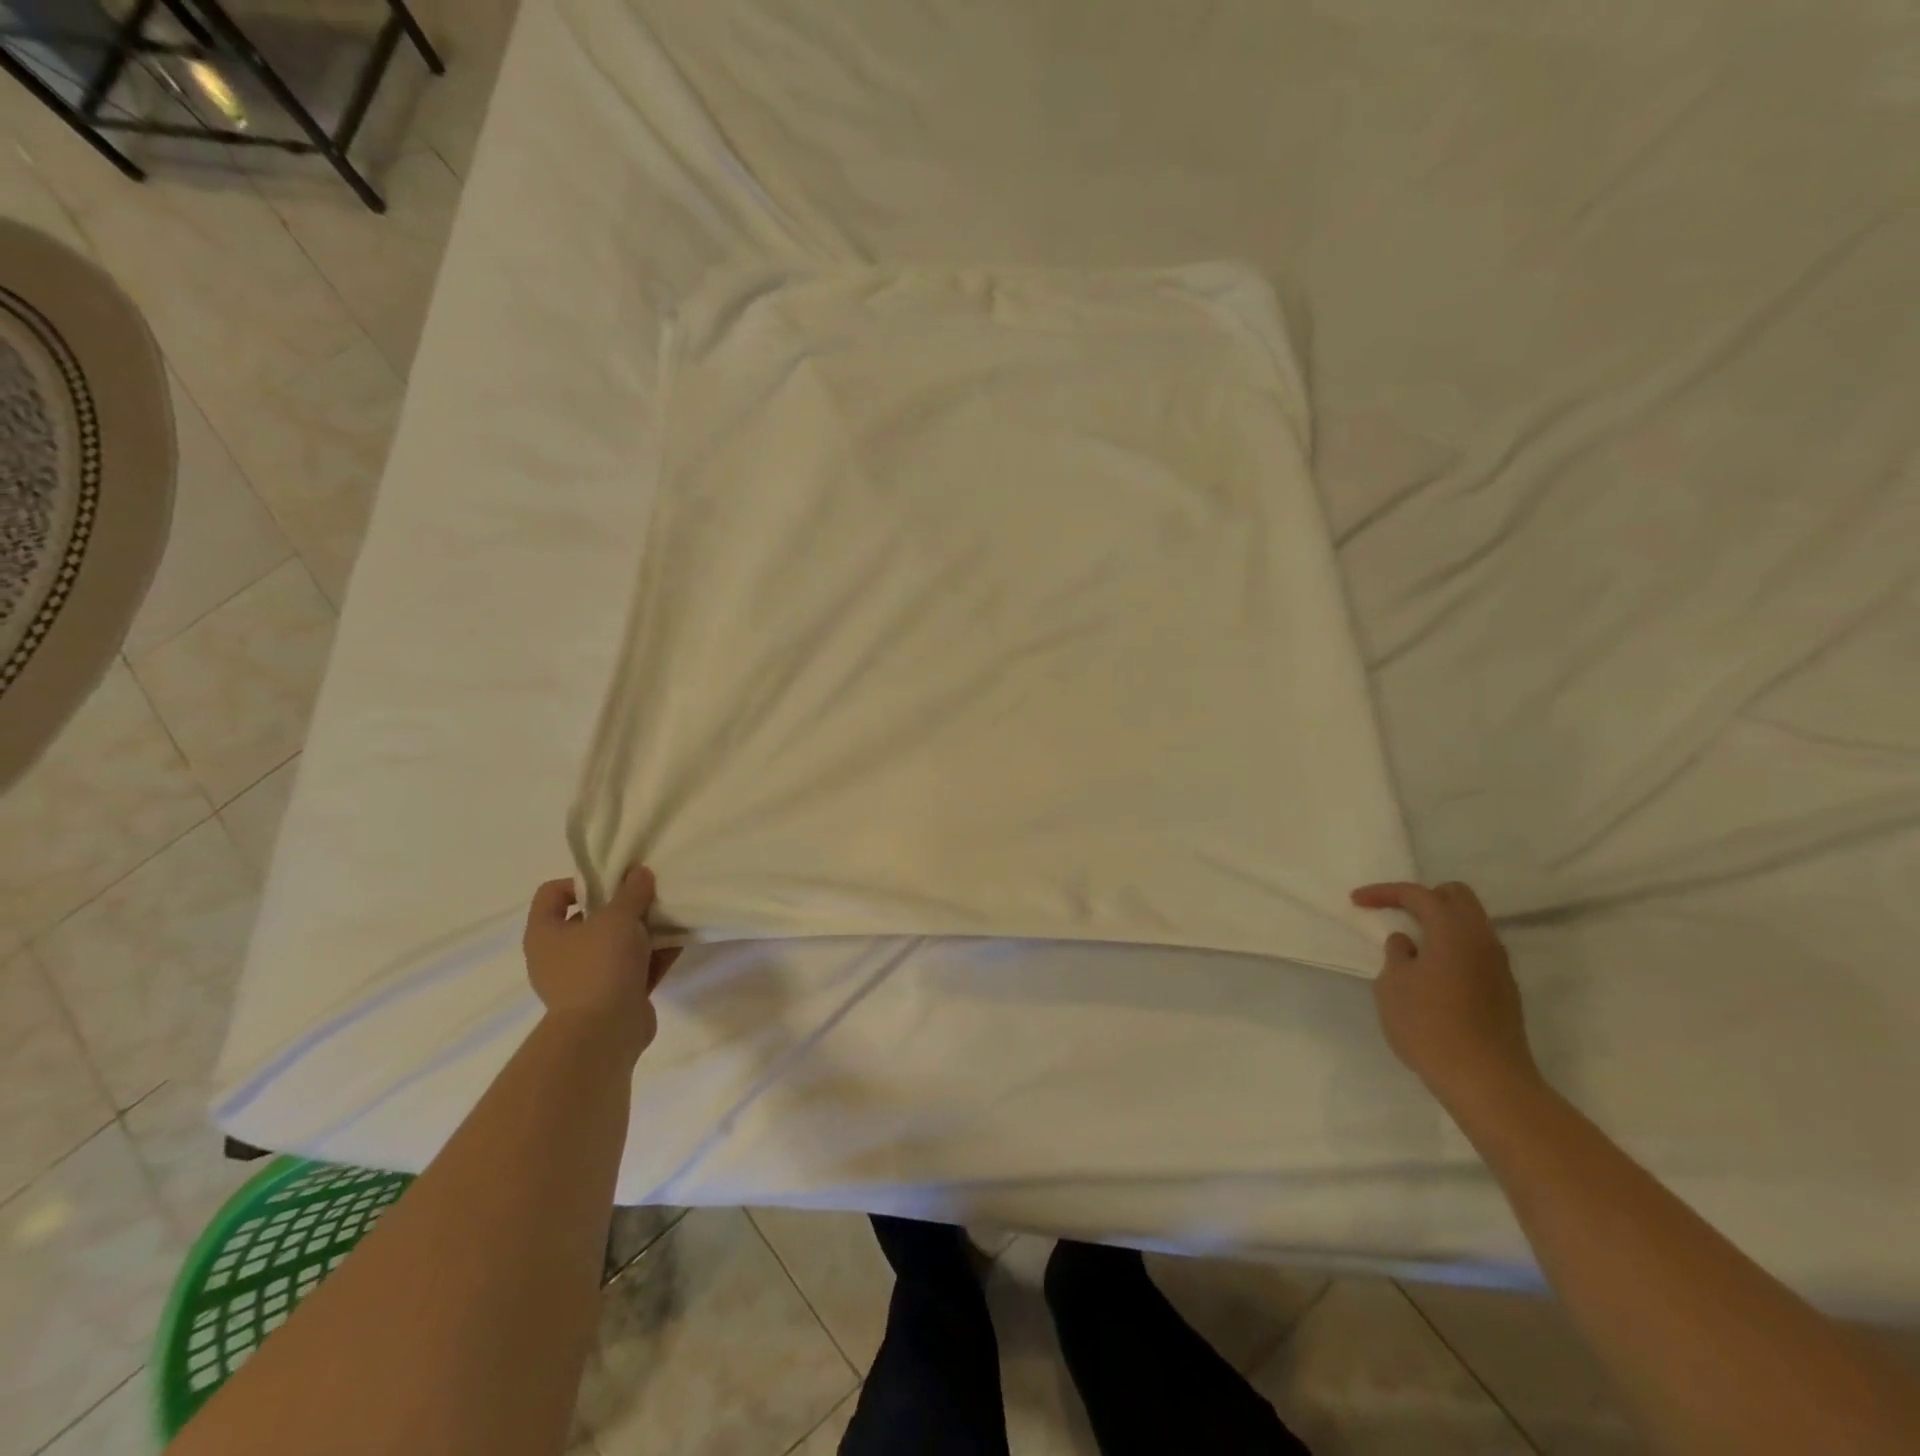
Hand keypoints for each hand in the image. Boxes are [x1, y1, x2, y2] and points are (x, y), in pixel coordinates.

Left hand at [523, 866, 678, 1063]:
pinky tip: (679, 942)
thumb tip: (639, 873)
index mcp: (545, 934)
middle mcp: (559, 956)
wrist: (605, 1032)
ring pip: (615, 945)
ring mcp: (585, 979)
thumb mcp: (619, 917)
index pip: (552, 894)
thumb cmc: (599, 965)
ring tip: (669, 916)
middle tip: (647, 896)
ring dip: (641, 931)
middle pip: (589, 919)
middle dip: (621, 906)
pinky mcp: (611, 997)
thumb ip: (631, 892)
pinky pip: (634, 968)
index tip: (613, 881)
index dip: (581, 881)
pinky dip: (653, 956)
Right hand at [1350, 880, 1537, 1110]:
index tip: (1357, 901)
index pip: (1418, 894)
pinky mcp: (1504, 991)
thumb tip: (1408, 944)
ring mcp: (1498, 966)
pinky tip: (1432, 973)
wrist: (1486, 1081)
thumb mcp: (1393, 986)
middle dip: (1423, 898)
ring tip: (1411, 946)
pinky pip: (1476, 951)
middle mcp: (1482, 940)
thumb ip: (1396, 955)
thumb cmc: (1428, 1025)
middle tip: (1396, 913)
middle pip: (1457, 897)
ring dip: (1440, 924)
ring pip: (1471, 924)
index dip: (1384, 892)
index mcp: (1453, 931)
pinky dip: (1452, 948)